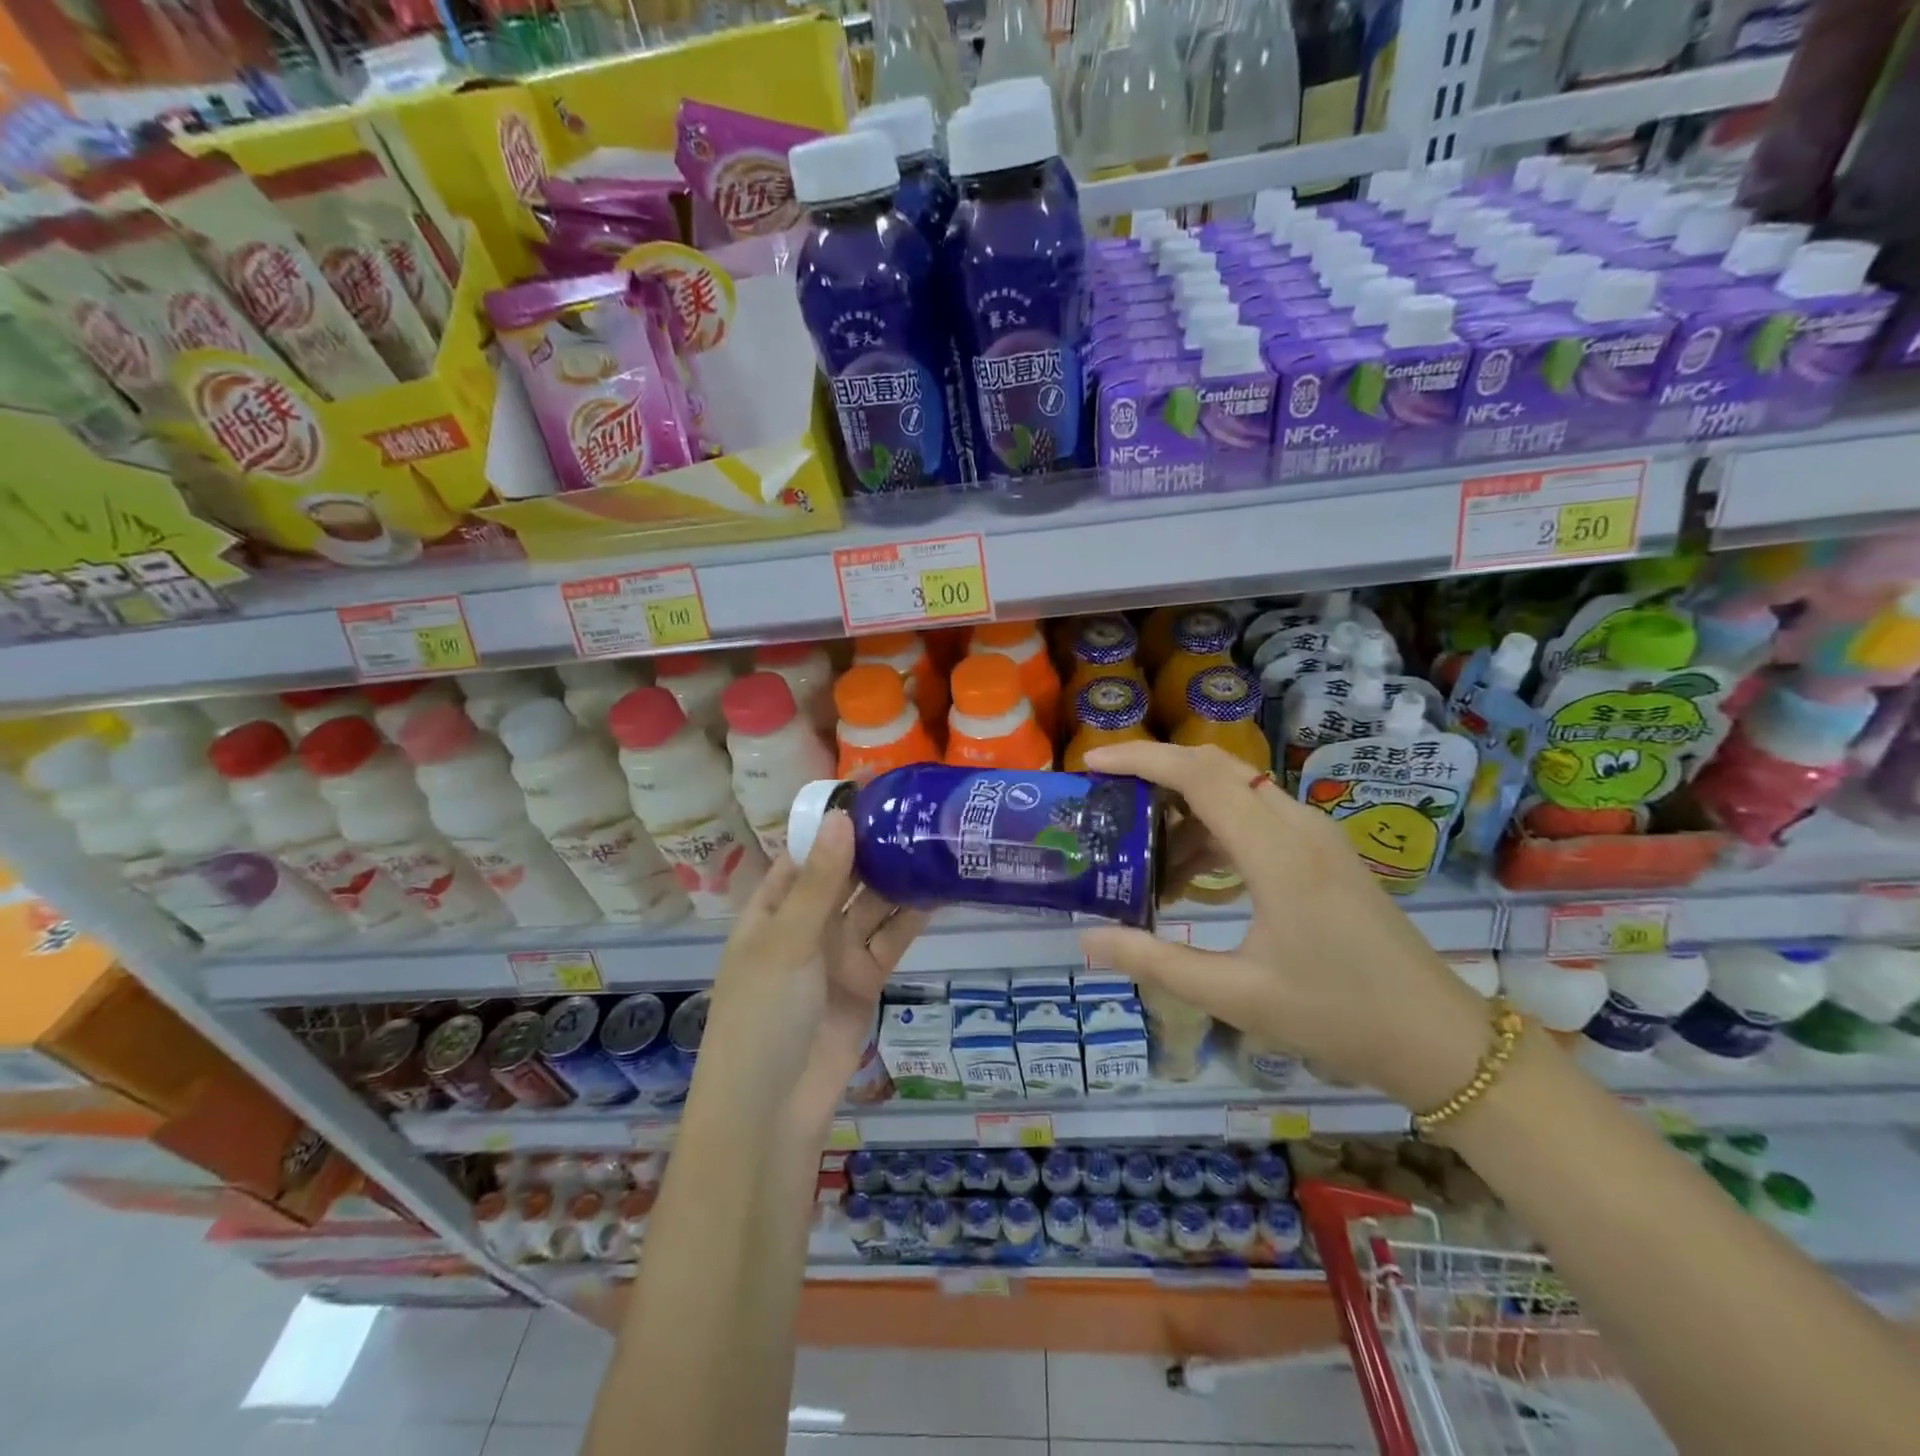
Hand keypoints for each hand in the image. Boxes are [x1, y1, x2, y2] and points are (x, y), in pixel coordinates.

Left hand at [699, 812, 927, 1131]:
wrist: (773, 1109)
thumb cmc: (763, 1015)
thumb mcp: (787, 942)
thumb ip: (820, 882)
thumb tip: (842, 816)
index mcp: (773, 908)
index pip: (806, 851)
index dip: (835, 821)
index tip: (875, 787)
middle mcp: (806, 923)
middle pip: (844, 874)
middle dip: (875, 845)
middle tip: (920, 808)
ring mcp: (838, 951)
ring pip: (873, 904)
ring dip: (899, 877)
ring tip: (937, 840)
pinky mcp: (867, 978)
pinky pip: (891, 938)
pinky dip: (913, 916)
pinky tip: (940, 888)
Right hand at [1077, 741, 1490, 1111]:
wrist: (1437, 1038)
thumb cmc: (1337, 1015)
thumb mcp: (1235, 994)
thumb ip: (1155, 961)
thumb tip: (1085, 941)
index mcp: (1277, 852)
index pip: (1198, 775)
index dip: (1141, 759)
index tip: (1092, 762)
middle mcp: (1298, 826)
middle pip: (1215, 768)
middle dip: (1155, 772)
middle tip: (1107, 798)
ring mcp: (1316, 836)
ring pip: (1235, 792)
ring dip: (1184, 811)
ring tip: (1143, 859)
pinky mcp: (1323, 853)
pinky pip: (1256, 818)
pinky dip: (1213, 832)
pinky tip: (1191, 880)